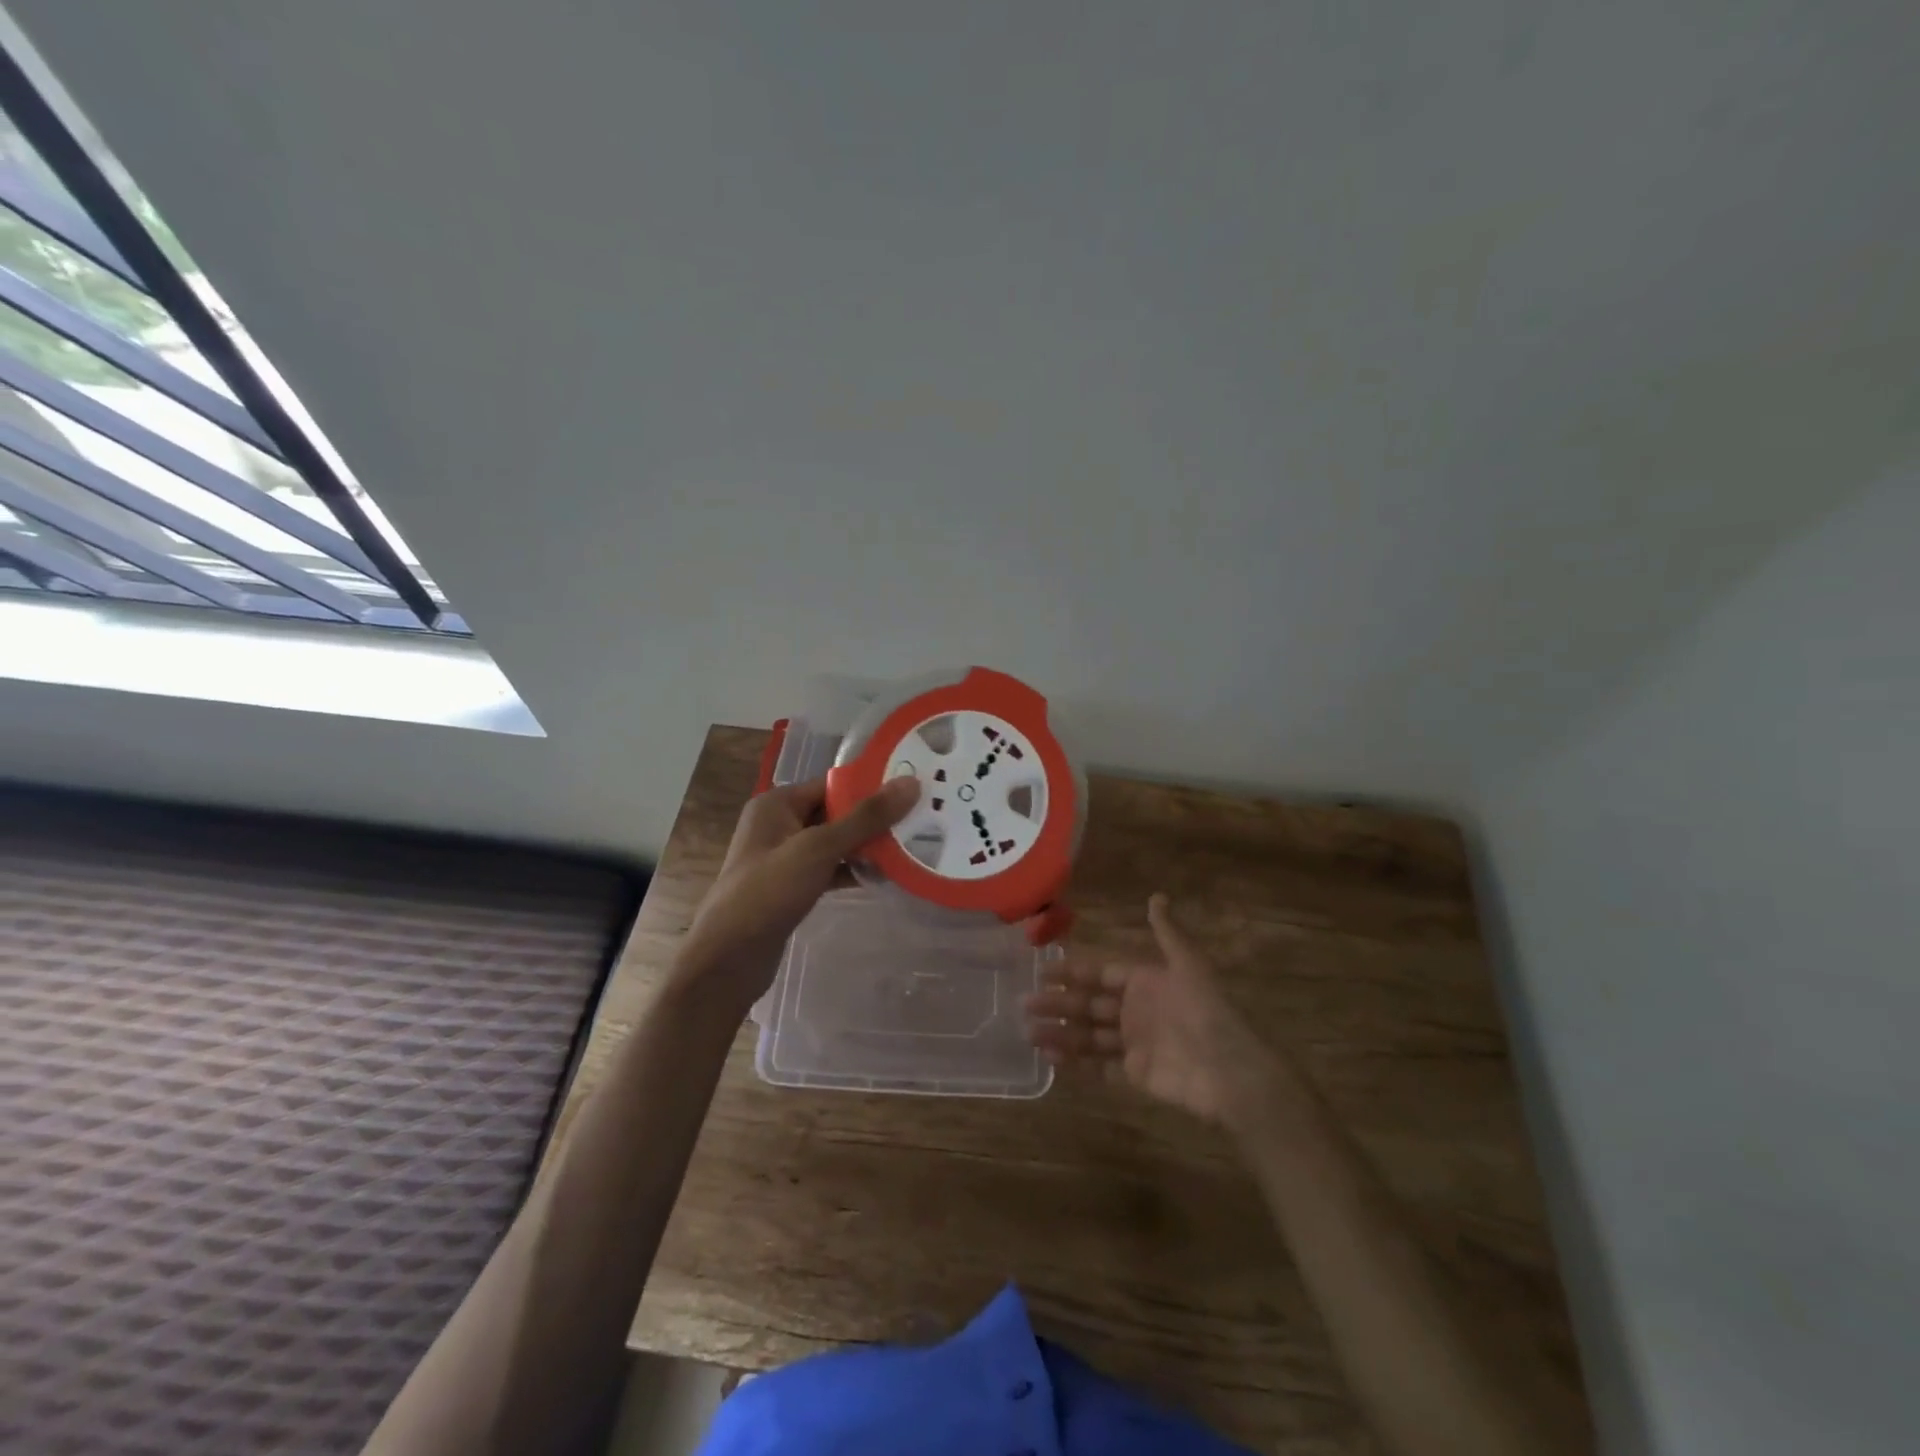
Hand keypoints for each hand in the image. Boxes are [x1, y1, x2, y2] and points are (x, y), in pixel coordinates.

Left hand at [678, 775, 919, 1010]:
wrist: (727, 960)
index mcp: (777, 804)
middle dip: (873, 819)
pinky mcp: (791, 887)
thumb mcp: (820, 848)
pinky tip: (884, 877)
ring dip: (866, 847)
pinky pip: (829, 869)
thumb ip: (866, 817)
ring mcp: (784, 858)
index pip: (832, 784)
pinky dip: (852, 871)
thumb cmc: (769, 892)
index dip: (870, 787)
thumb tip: (910, 783)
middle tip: (919, 820)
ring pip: (834, 843)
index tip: (912, 790)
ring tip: (910, 847)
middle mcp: (778, 824)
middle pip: (835, 812)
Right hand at [1025, 893, 1284, 1126]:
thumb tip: (1156, 896)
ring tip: (1029, 1033)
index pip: (1100, 974)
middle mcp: (1136, 1011)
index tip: (1043, 972)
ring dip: (1060, 1033)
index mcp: (1145, 982)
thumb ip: (1168, 932)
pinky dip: (1076, 1063)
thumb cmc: (1205, 1011)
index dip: (1073, 973)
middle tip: (1024, 1005)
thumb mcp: (1188, 964)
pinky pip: (1101, 1067)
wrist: (1229, 1070)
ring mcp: (1135, 1044)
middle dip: (1058, 1004)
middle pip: (1089, 1005)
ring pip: (1089, 1036)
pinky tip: (1051, 1058)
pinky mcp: (1137, 1075)